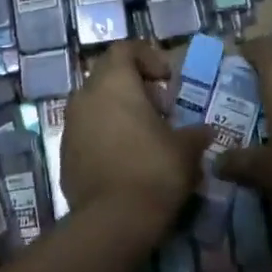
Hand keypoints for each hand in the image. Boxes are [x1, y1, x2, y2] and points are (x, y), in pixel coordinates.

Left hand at [62, 41, 210, 224]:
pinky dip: (106, 134)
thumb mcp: (185, 149)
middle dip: (136, 86)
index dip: (148, 58)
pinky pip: (88, 130)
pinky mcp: (65, 153)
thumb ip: (195, 133)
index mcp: (114, 82)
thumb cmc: (154, 170)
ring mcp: (71, 125)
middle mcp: (86, 96)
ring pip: (96, 103)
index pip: (125, 49)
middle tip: (161, 110)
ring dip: (120, 111)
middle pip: (109, 74)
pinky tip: (127, 159)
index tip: (167, 80)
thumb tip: (206, 131)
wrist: (113, 221)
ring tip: (146, 136)